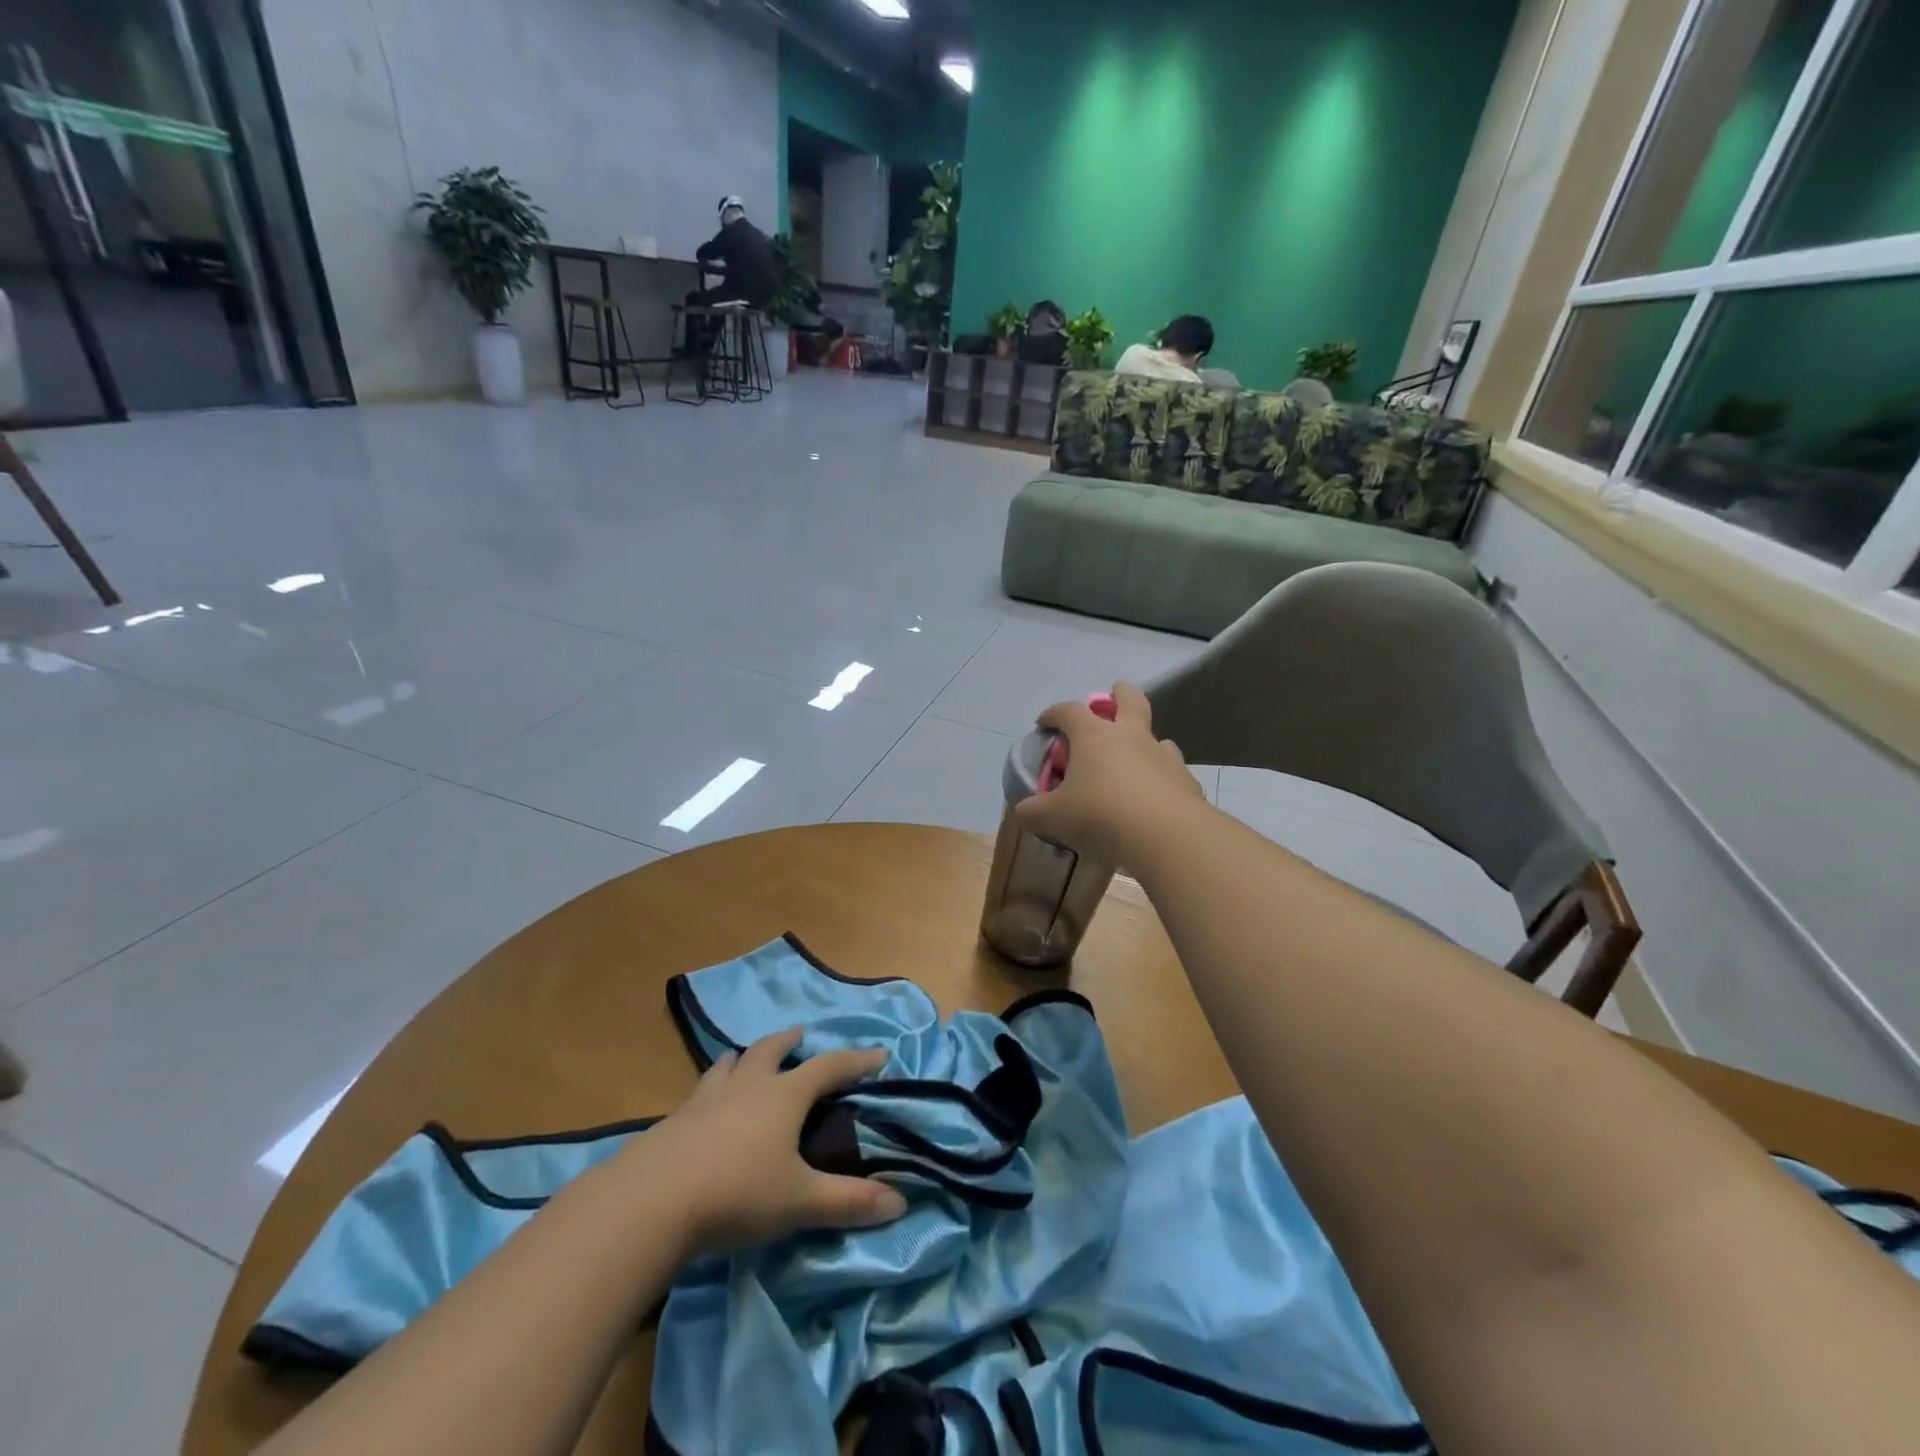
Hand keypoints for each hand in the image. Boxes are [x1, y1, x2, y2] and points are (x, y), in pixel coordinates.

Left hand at [643, 1029, 906, 1255]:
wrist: (649, 1203)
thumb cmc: (736, 1194)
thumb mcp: (799, 1202)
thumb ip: (849, 1202)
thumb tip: (901, 1202)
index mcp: (783, 1096)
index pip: (829, 1067)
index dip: (856, 1060)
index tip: (879, 1054)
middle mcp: (747, 1086)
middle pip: (771, 1050)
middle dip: (789, 1042)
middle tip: (800, 1036)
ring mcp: (706, 1099)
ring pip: (730, 1064)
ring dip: (745, 1057)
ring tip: (748, 1059)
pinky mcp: (674, 1120)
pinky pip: (701, 1090)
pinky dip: (714, 1087)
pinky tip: (708, 1107)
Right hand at [1014, 682, 1203, 864]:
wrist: (1165, 835)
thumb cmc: (1100, 815)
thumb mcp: (1053, 817)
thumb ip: (1032, 812)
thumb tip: (1023, 812)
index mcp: (1094, 737)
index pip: (1069, 711)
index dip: (1053, 713)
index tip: (1044, 723)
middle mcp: (1130, 737)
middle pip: (1129, 698)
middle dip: (1118, 694)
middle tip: (1111, 701)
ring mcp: (1163, 755)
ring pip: (1156, 736)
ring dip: (1143, 742)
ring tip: (1133, 762)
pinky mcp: (1185, 780)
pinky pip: (1172, 771)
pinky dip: (1161, 778)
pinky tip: (1154, 797)